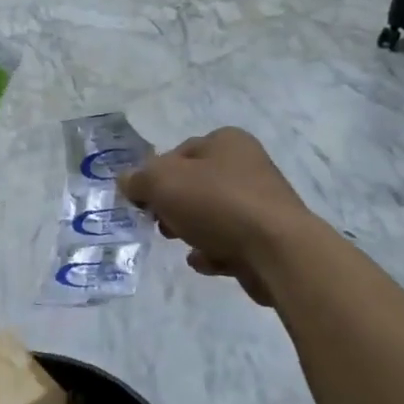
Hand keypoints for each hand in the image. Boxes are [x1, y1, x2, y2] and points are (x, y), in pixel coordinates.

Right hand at [118, 128, 314, 306]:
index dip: (154, 177)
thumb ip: (138, 179)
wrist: (277, 251)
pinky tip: (206, 261)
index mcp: (226, 142)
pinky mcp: (268, 238)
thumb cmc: (216, 204)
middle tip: (160, 223)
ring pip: (211, 215)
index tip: (142, 201)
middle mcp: (247, 165)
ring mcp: (261, 203)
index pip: (177, 153)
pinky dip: (213, 251)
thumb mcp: (162, 182)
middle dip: (172, 206)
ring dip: (191, 230)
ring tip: (183, 244)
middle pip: (194, 185)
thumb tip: (127, 181)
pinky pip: (229, 242)